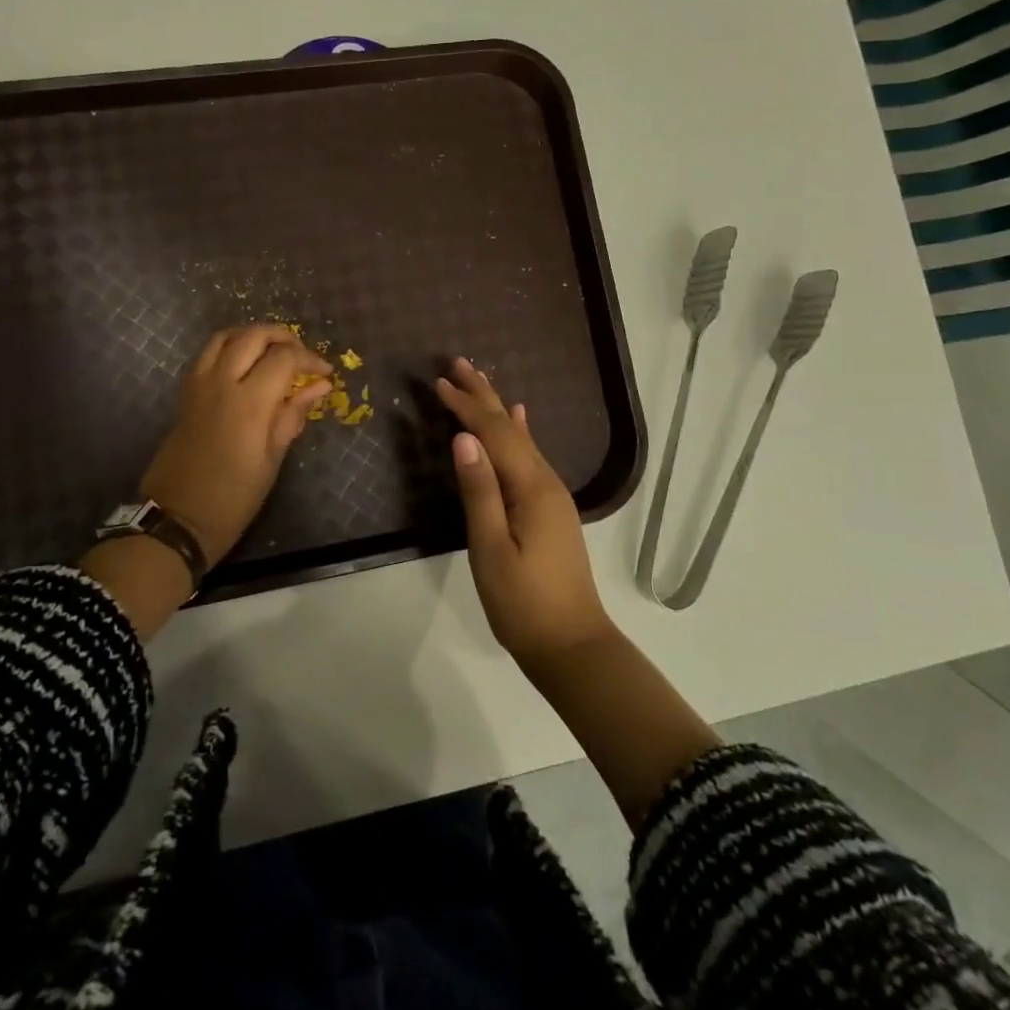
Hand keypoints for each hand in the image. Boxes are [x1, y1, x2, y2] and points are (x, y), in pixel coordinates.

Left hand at [141, 324, 334, 563]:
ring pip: (226, 336)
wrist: (177, 518)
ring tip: (273, 353)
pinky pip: (208, 353)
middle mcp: (222, 382)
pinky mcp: (187, 393)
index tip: (325, 373)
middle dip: (283, 337)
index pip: (284, 357)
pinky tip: (244, 366)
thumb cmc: (233, 497)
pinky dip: (230, 347)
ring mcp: (200, 384)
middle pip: (254, 335)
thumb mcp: (272, 459)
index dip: (310, 359)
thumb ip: (293, 414)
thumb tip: (319, 385)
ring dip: (253, 336)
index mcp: (249, 402)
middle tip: (301, 357)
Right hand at [435, 358, 613, 669]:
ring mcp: (552, 494)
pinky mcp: (551, 508)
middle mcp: (545, 481)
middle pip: (510, 427)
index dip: (466, 406)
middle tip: (458, 363)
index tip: (438, 382)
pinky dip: (519, 432)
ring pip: (520, 438)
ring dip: (497, 408)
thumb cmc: (524, 603)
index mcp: (530, 488)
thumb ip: (479, 491)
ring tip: (479, 381)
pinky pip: (530, 455)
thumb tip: (463, 438)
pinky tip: (520, 419)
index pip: (493, 434)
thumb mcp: (491, 549)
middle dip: (483, 395)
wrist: (572, 645)